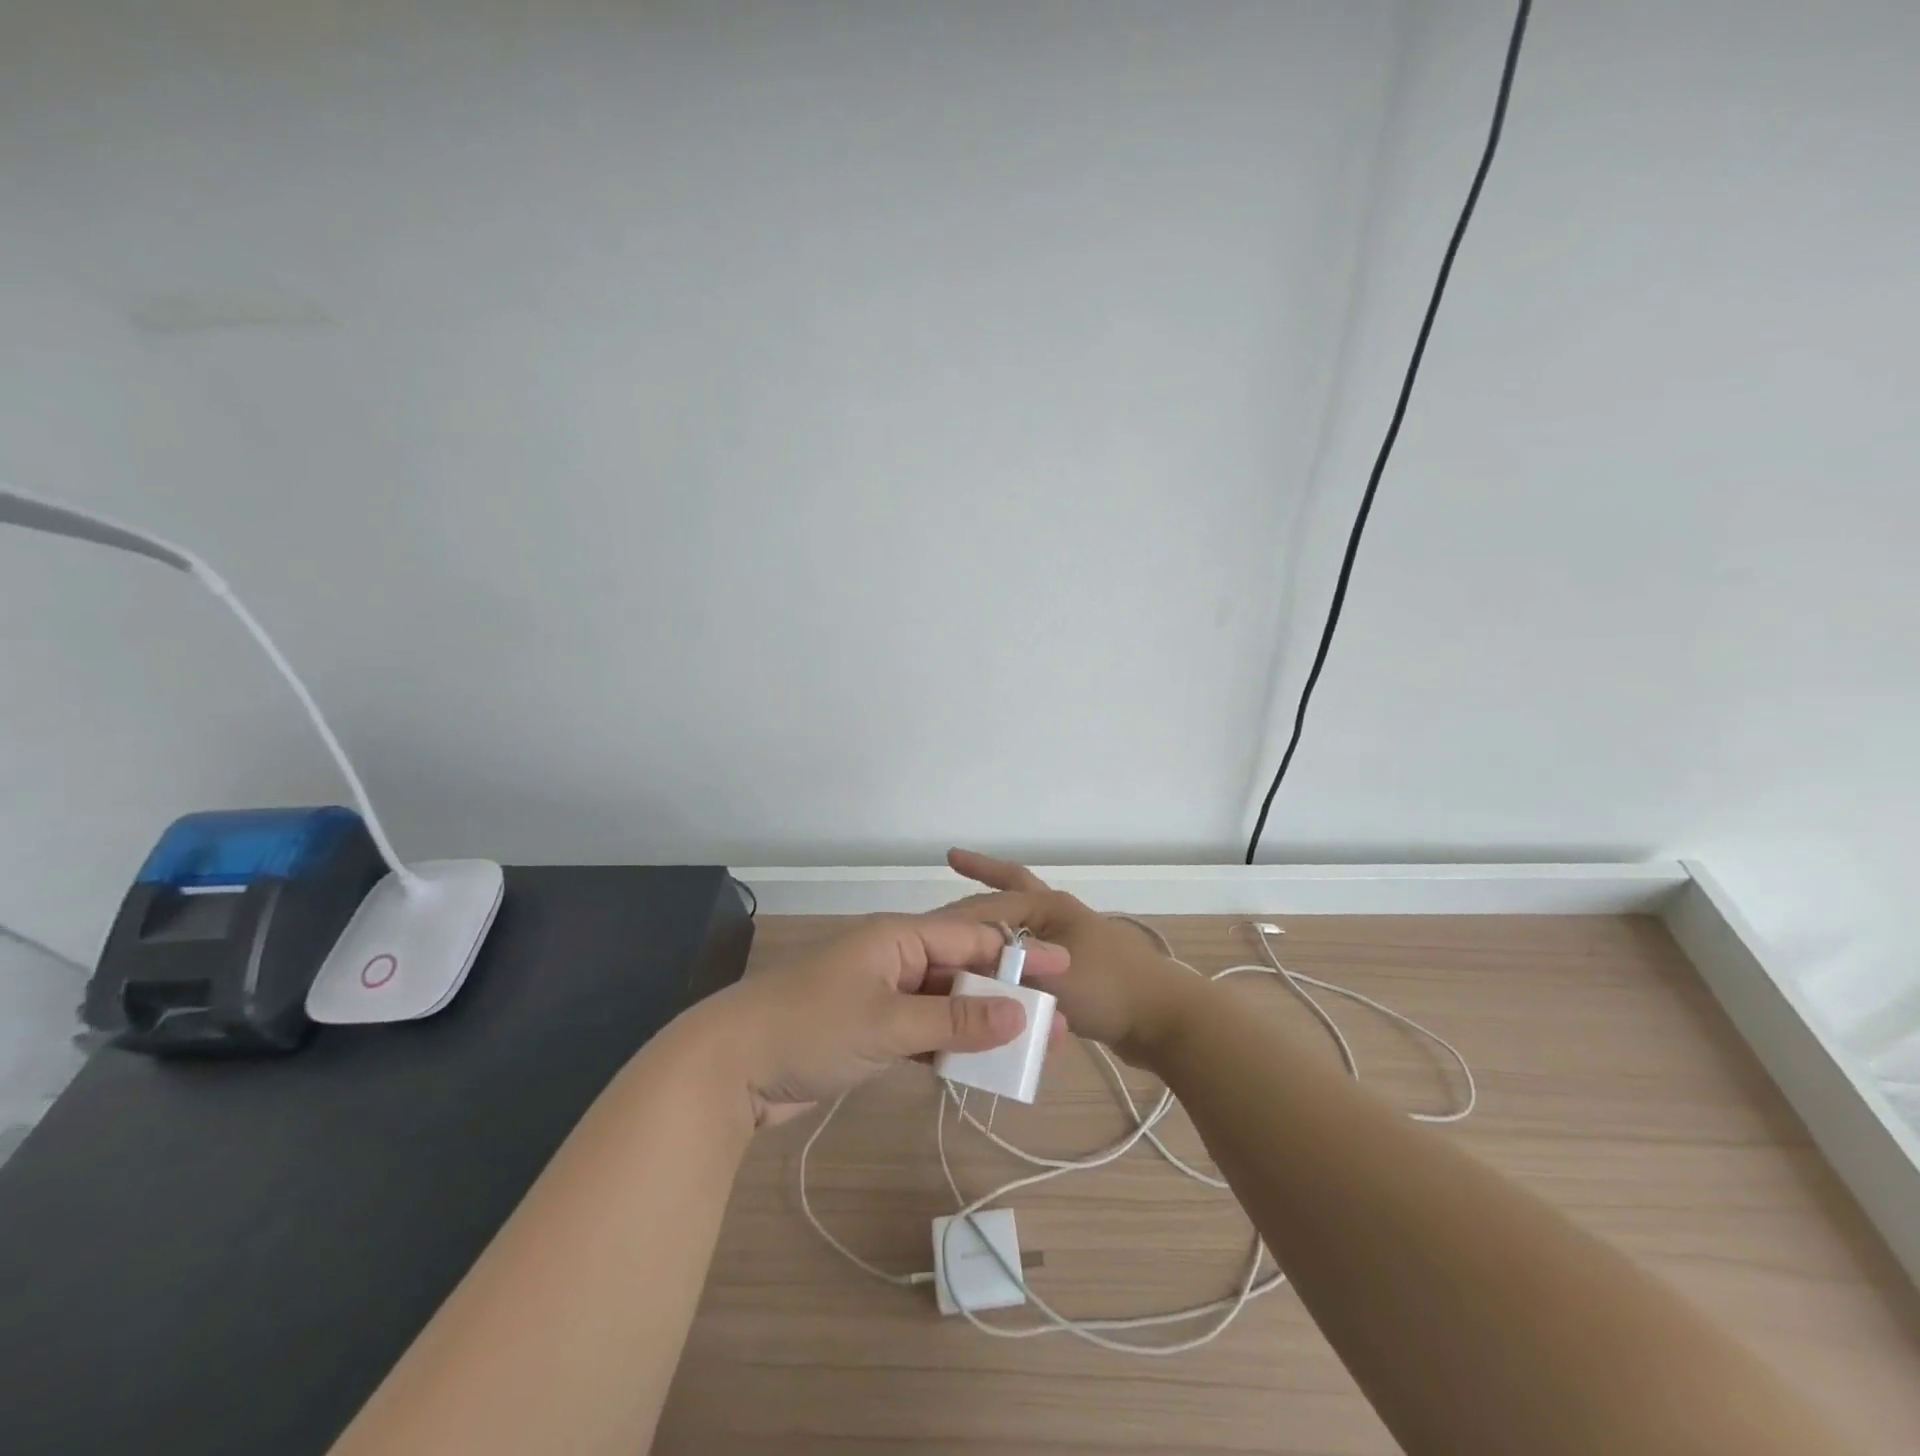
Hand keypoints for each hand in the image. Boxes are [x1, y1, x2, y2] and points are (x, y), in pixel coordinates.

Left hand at [702, 913, 1069, 1124]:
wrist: (730, 1067)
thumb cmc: (811, 1027)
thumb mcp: (888, 1022)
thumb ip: (956, 1018)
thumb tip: (1020, 1011)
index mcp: (897, 938)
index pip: (970, 939)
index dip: (1018, 954)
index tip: (1064, 969)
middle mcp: (893, 960)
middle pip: (961, 972)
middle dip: (1006, 994)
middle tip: (1054, 1021)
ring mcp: (880, 997)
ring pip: (944, 1005)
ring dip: (981, 1024)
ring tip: (1027, 1047)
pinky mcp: (868, 1033)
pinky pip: (922, 1032)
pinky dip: (949, 1045)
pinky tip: (979, 1064)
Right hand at [942, 849, 1201, 1065]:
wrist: (1166, 1021)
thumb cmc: (1109, 989)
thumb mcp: (1050, 977)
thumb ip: (1006, 974)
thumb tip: (969, 976)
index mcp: (1051, 907)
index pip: (994, 900)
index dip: (958, 909)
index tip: (925, 920)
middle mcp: (1059, 916)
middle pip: (1012, 888)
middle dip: (983, 874)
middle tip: (953, 860)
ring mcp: (1070, 942)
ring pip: (1021, 925)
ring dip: (997, 918)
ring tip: (967, 921)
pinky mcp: (1078, 971)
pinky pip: (1033, 958)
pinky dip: (1013, 958)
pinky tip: (997, 972)